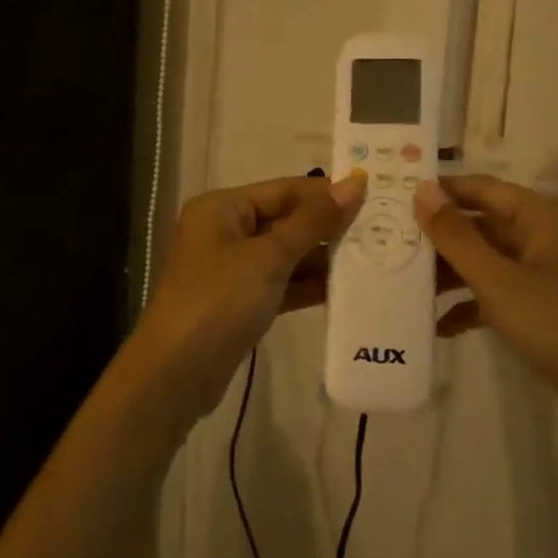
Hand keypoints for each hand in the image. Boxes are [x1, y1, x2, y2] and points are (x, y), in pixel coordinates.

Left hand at [129, 174, 365, 418]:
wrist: (177, 373)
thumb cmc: (219, 300)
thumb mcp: (268, 257)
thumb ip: (313, 221)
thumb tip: (354, 184)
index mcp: (222, 208)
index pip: (283, 189)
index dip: (326, 193)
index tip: (373, 197)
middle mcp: (225, 231)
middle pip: (285, 220)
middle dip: (327, 227)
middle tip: (380, 230)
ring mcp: (232, 269)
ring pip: (286, 254)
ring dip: (322, 259)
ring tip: (373, 259)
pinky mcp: (241, 302)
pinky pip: (281, 283)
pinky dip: (308, 286)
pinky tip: (346, 289)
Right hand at [413, 175, 557, 433]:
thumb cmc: (554, 321)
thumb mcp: (495, 278)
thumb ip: (455, 235)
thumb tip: (422, 190)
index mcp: (542, 216)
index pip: (483, 188)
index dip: (442, 191)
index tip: (399, 198)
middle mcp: (547, 235)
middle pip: (484, 225)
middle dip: (441, 239)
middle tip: (394, 245)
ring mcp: (549, 271)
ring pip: (489, 260)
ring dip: (452, 273)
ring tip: (409, 287)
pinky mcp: (547, 304)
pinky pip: (501, 291)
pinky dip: (473, 303)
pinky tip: (440, 325)